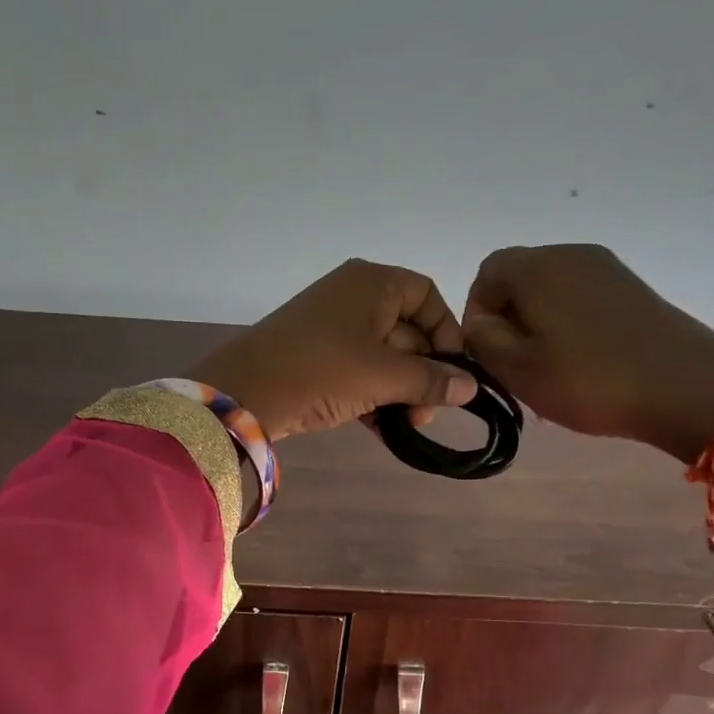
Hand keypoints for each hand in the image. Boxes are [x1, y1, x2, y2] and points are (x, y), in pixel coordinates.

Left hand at [192, 259, 476, 439]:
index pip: (427, 298)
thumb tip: (471, 387)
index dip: (447, 336)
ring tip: (407, 427)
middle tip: (427, 414)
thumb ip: (430, 380)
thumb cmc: (321, 370)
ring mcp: (331, 327)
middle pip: (407, 331)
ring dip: (400, 392)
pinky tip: (385, 431)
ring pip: (383, 357)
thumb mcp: (383, 376)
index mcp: (373, 282)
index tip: (455, 375)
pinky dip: (373, 397)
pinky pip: (358, 372)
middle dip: (423, 375)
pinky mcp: (315, 357)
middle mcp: (354, 296)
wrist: (242, 393)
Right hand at [463, 244, 713, 465]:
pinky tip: (582, 364)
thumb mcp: (518, 369)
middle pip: (520, 279)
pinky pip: (582, 299)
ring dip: (538, 326)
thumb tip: (481, 322)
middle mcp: (571, 255)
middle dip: (508, 320)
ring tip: (549, 370)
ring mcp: (607, 269)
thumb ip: (483, 340)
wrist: (688, 388)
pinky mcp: (633, 290)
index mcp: (537, 267)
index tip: (486, 353)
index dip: (476, 313)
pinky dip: (568, 326)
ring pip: (551, 291)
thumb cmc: (589, 380)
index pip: (486, 273)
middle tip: (515, 367)